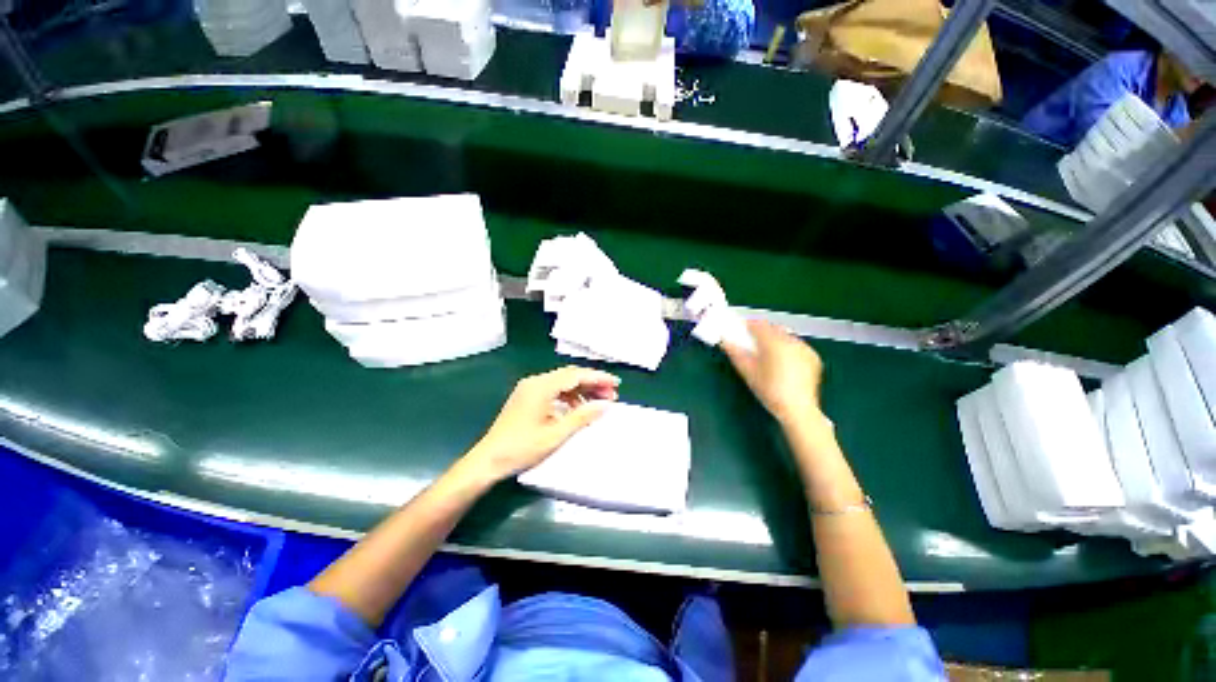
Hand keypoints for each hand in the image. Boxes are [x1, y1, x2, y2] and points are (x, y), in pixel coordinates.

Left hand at [466, 366, 619, 480]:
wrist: (488, 460)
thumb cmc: (522, 448)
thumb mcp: (556, 434)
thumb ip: (582, 417)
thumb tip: (605, 405)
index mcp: (541, 386)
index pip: (576, 375)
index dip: (598, 378)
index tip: (616, 384)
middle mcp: (535, 381)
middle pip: (570, 375)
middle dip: (592, 383)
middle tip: (611, 395)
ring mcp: (529, 388)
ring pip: (562, 382)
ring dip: (582, 390)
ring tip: (598, 403)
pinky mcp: (527, 397)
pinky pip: (553, 390)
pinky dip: (569, 396)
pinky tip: (578, 408)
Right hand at [722, 320, 824, 425]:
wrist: (798, 410)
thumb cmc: (770, 391)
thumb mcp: (748, 372)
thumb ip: (735, 353)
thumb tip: (725, 341)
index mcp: (774, 342)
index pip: (759, 324)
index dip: (748, 325)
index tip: (740, 330)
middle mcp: (792, 341)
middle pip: (773, 328)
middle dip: (762, 332)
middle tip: (751, 342)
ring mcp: (805, 348)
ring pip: (786, 336)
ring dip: (775, 339)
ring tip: (767, 353)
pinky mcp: (813, 357)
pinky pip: (797, 345)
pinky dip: (788, 348)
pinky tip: (782, 361)